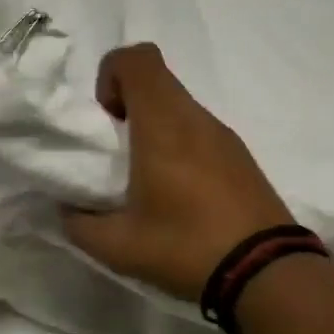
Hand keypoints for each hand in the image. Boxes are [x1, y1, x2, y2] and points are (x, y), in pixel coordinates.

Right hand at [61, 43, 292, 301]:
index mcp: (163, 125)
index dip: (110, 75)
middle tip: (117, 151)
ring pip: (179, 105)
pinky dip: (178, 144)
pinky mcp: (241, 157)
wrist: (267, 275)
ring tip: (145, 178)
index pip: (136, 58)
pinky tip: (177, 194)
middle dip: (126, 103)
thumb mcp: (116, 245)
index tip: (105, 118)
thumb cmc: (185, 248)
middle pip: (157, 79)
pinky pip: (199, 131)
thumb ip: (78, 222)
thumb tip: (67, 209)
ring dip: (153, 125)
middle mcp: (195, 119)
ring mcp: (224, 136)